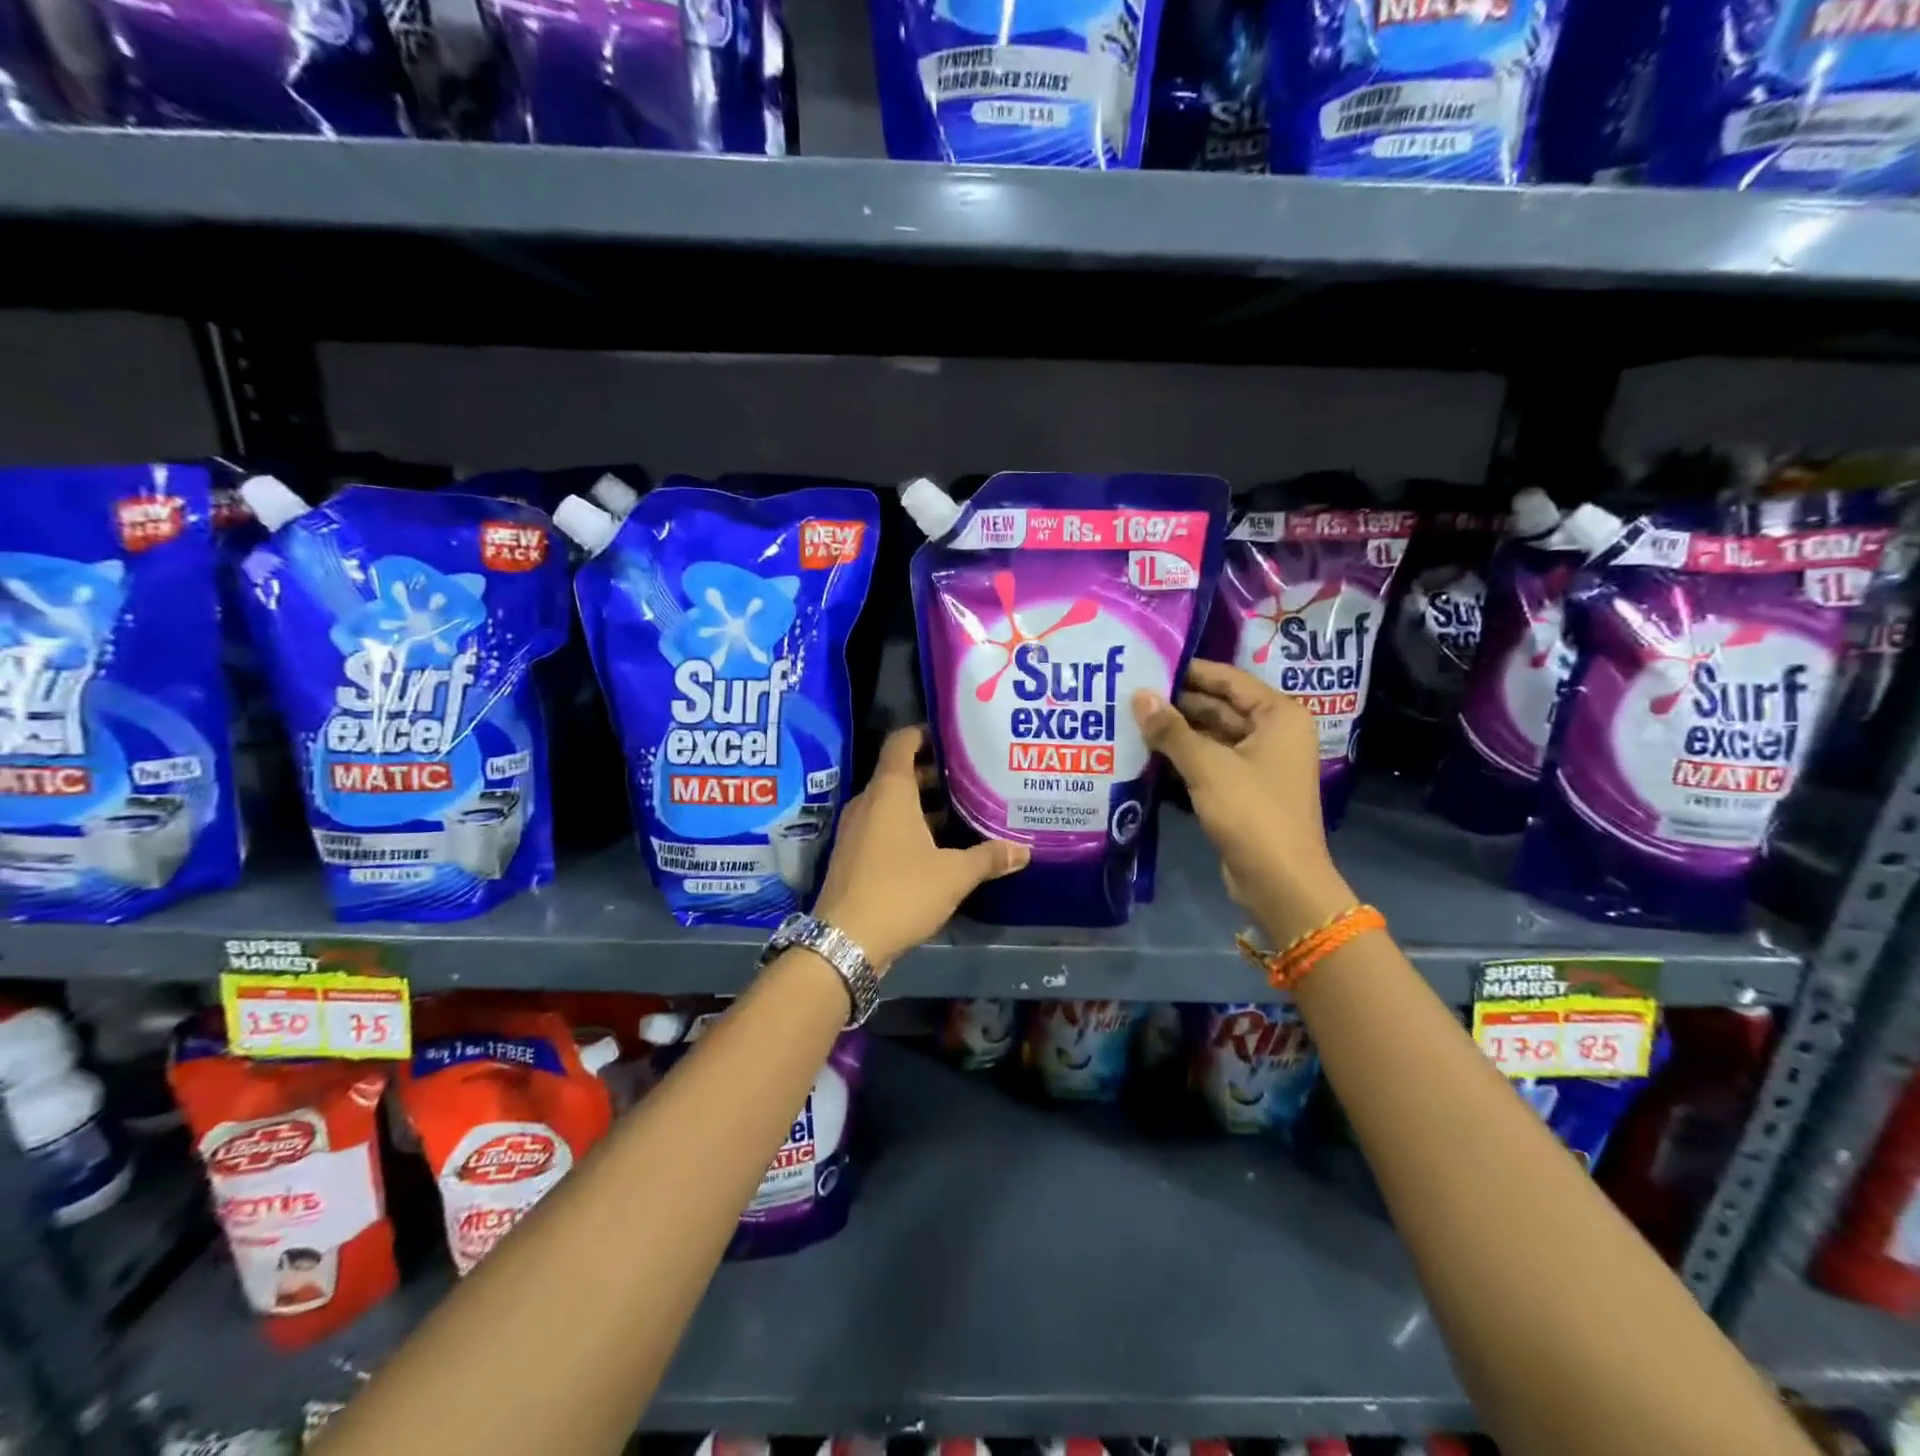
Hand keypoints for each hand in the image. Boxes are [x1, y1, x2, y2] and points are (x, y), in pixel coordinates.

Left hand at [813, 726, 1029, 972]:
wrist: (845, 941)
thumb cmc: (901, 892)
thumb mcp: (954, 875)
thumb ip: (989, 857)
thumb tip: (1024, 850)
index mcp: (890, 791)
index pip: (902, 742)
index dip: (925, 732)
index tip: (955, 736)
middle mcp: (869, 802)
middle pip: (900, 772)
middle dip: (934, 772)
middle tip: (972, 775)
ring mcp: (857, 829)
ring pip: (893, 802)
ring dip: (923, 803)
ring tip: (962, 809)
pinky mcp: (854, 854)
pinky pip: (884, 825)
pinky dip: (909, 825)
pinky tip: (938, 845)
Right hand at [1133, 660, 1355, 943]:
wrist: (1279, 881)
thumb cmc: (1251, 812)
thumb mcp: (1207, 766)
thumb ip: (1171, 730)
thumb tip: (1138, 695)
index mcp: (1278, 716)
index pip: (1228, 680)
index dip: (1189, 671)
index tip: (1148, 664)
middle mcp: (1274, 733)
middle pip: (1219, 707)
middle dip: (1178, 703)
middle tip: (1131, 693)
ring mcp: (1260, 763)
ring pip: (1212, 736)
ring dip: (1177, 731)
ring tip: (1131, 718)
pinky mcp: (1245, 789)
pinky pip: (1211, 761)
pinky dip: (1184, 757)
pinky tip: (1147, 752)